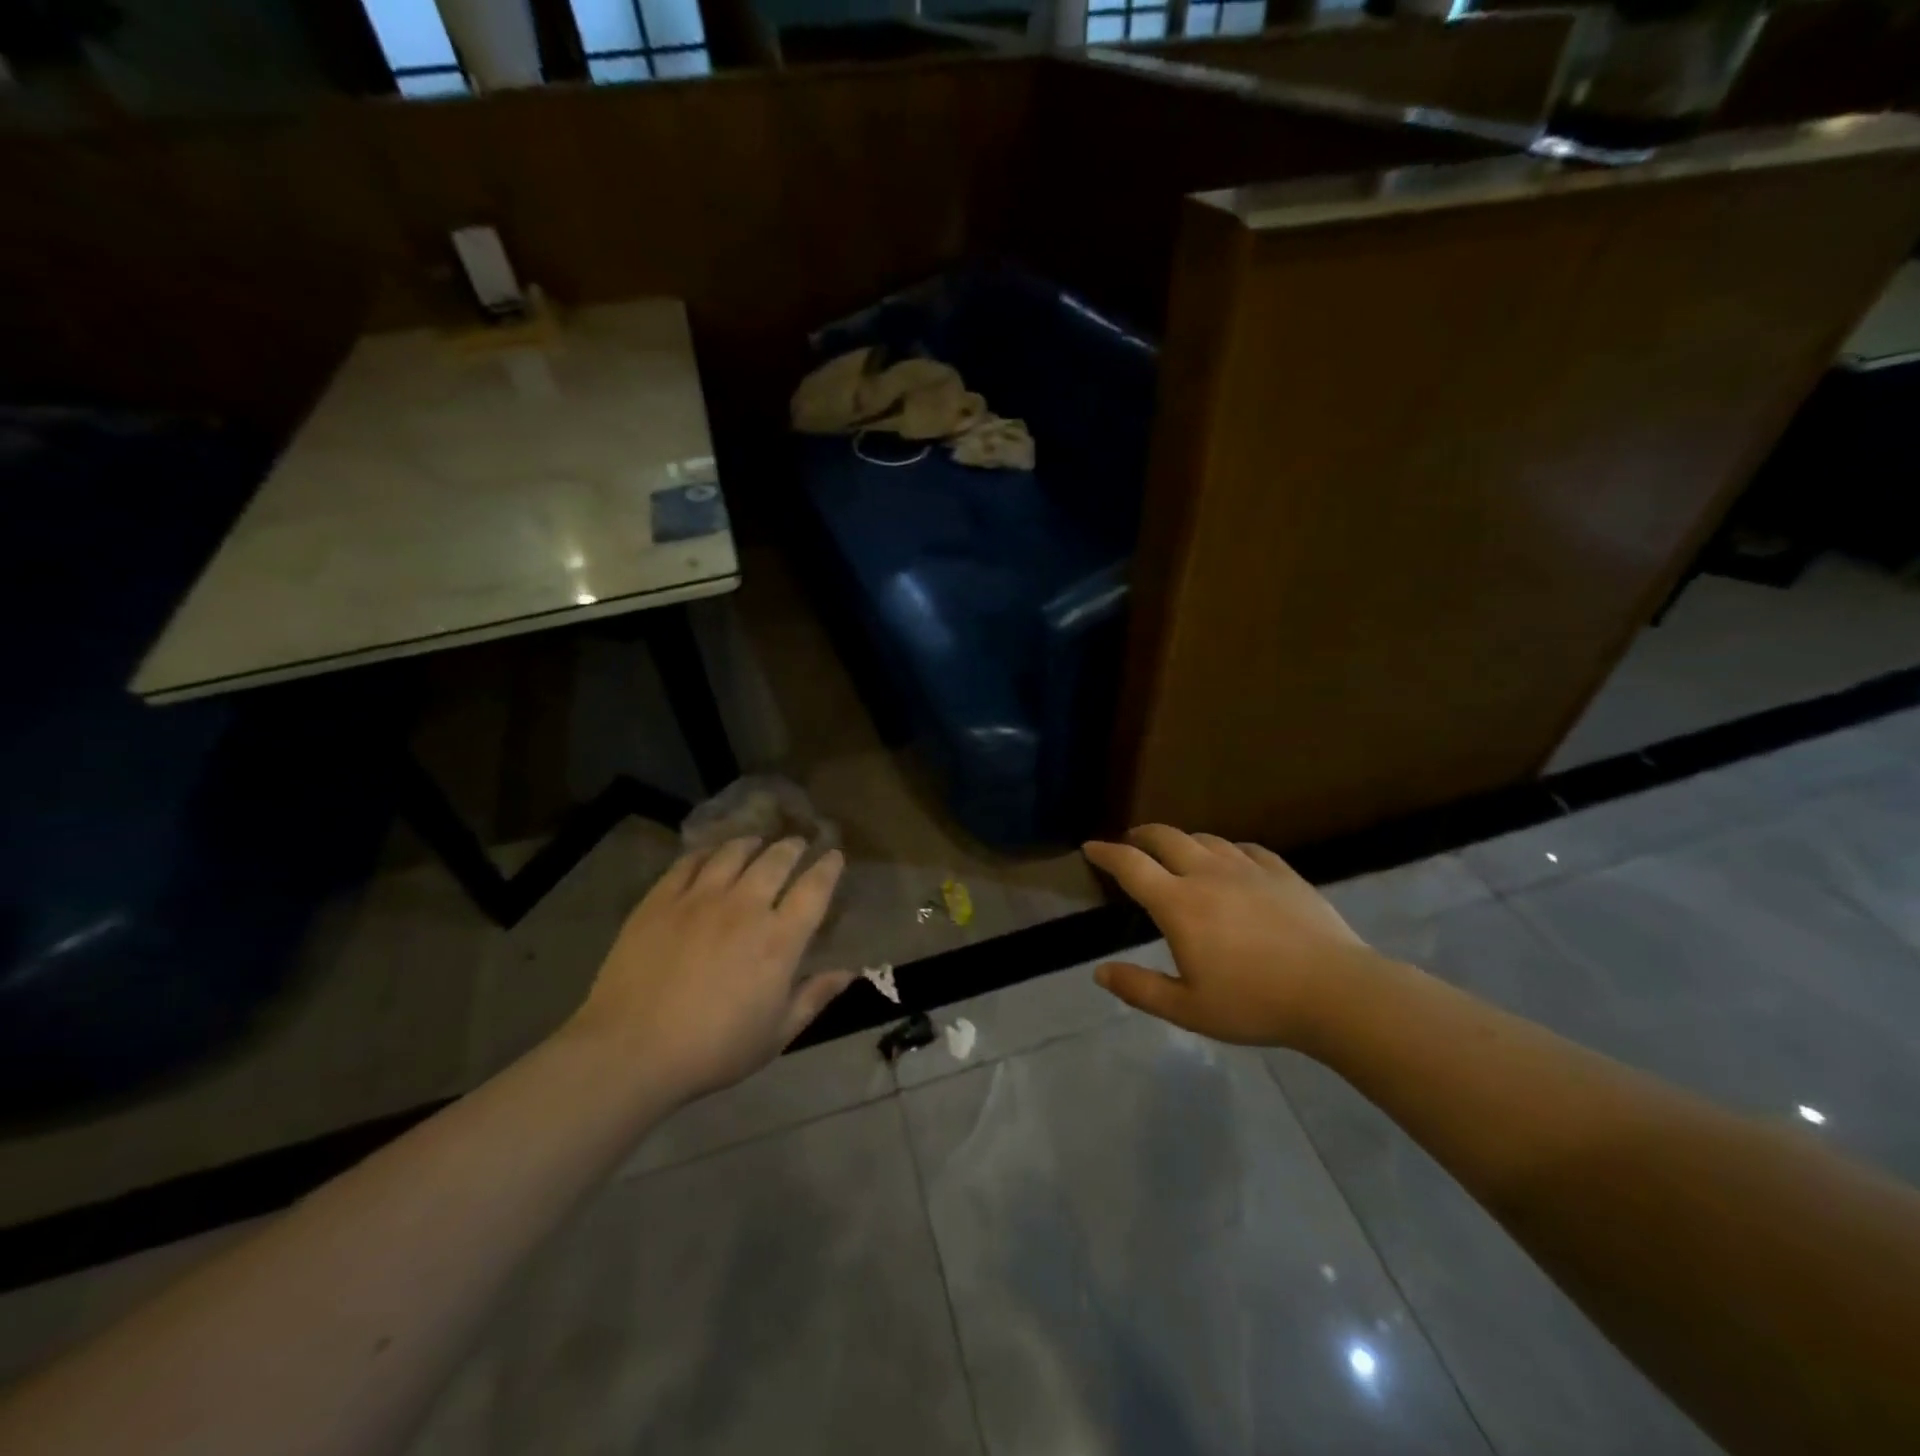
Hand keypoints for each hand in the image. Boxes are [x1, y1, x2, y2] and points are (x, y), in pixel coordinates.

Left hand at [565, 837, 852, 1102]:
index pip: (814, 889)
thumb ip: (813, 998)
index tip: (835, 856)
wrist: (631, 1050)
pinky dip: (707, 852)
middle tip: (798, 844)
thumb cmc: (713, 1050)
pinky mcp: (661, 900)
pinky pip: (690, 862)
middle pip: (777, 860)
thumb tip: (849, 973)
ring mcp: (700, 898)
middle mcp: (745, 907)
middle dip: (793, 847)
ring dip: (752, 843)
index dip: (828, 867)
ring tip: (756, 842)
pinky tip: (710, 854)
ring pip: (734, 853)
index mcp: (779, 940)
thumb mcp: (775, 1035)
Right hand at [1084, 825, 1383, 1048]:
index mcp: (1179, 904)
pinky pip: (1245, 849)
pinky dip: (1226, 850)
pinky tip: (1231, 862)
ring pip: (1205, 839)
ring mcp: (1248, 869)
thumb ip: (1139, 988)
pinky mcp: (1282, 873)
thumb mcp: (1188, 1009)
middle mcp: (1208, 875)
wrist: (1336, 992)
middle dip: (1142, 835)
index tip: (1090, 847)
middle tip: (1132, 841)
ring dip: (1183, 841)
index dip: (1106, 853)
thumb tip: (1099, 972)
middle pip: (1166, 838)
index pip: (1131, 866)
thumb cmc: (1255, 1003)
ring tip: (1177, 852)